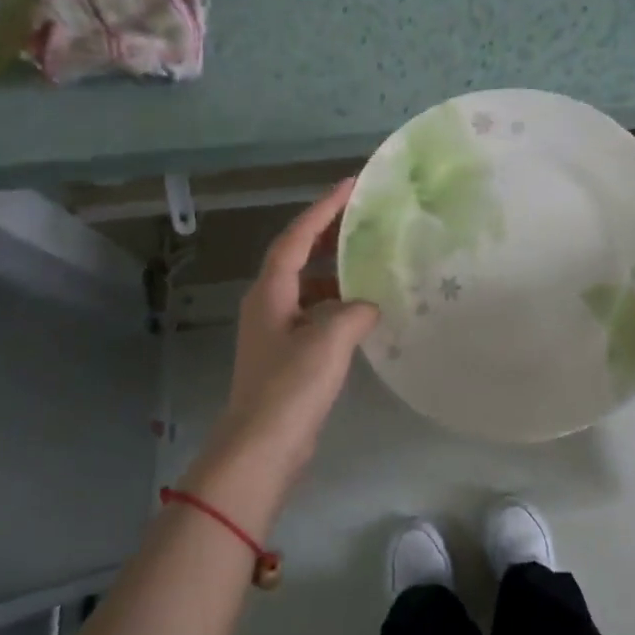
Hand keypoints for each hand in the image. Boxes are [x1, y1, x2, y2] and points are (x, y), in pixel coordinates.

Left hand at [210, 180, 378, 477]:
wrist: (262, 448)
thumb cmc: (290, 387)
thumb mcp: (329, 341)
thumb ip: (355, 312)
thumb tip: (368, 306)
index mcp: (270, 292)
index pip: (296, 238)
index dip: (322, 209)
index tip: (350, 186)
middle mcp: (268, 305)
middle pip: (298, 258)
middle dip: (329, 236)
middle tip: (364, 219)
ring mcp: (276, 332)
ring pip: (309, 289)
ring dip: (337, 274)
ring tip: (372, 263)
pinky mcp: (287, 358)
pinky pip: (316, 317)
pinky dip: (339, 308)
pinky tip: (366, 315)